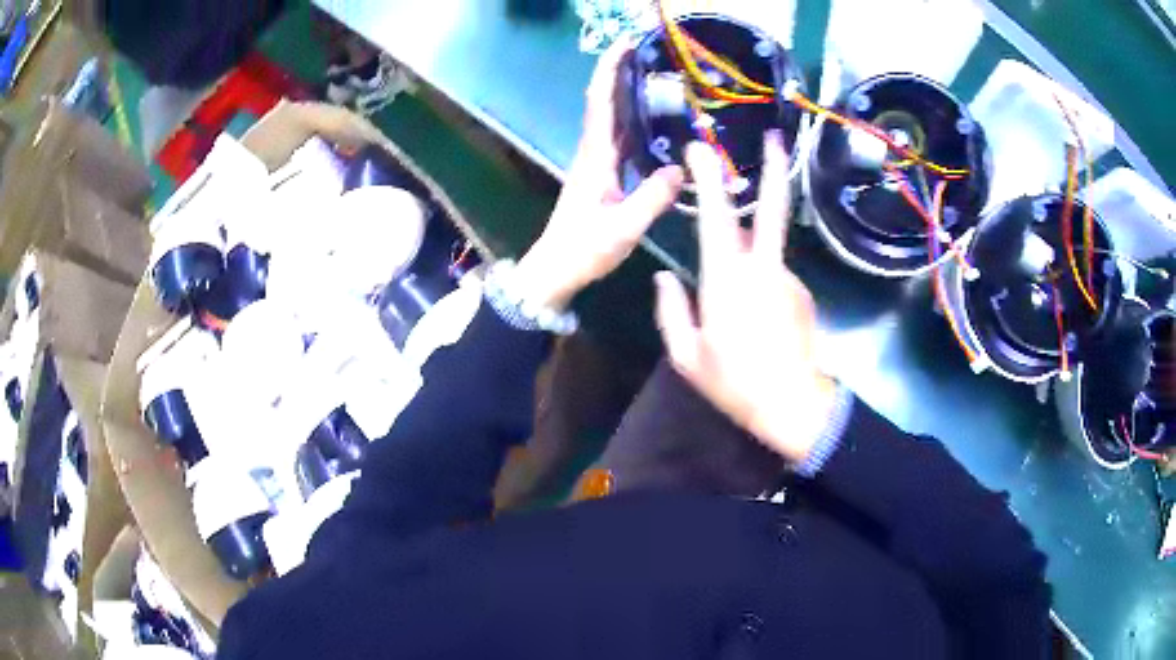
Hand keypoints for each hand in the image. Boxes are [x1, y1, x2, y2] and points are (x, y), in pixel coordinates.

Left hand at [514, 40, 683, 310]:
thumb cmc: (584, 249)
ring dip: (627, 91)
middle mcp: (593, 151)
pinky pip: (620, 135)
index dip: (610, 70)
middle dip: (621, 71)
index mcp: (595, 156)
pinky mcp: (602, 173)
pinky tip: (653, 117)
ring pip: (612, 116)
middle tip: (647, 50)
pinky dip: (633, 118)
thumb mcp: (623, 228)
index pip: (600, 102)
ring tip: (655, 72)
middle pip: (605, 101)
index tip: (625, 44)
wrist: (557, 269)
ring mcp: (597, 162)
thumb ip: (652, 198)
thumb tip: (680, 168)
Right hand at [654, 134, 836, 464]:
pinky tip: (755, 317)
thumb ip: (671, 311)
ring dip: (751, 248)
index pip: (717, 215)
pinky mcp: (801, 293)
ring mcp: (788, 279)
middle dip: (774, 168)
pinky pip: (774, 276)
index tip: (701, 149)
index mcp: (727, 278)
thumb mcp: (687, 356)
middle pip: (772, 207)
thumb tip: (664, 278)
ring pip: (766, 248)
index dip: (709, 177)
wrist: (794, 406)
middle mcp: (763, 268)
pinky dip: (761, 282)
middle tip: (775, 138)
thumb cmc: (735, 383)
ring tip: (738, 298)